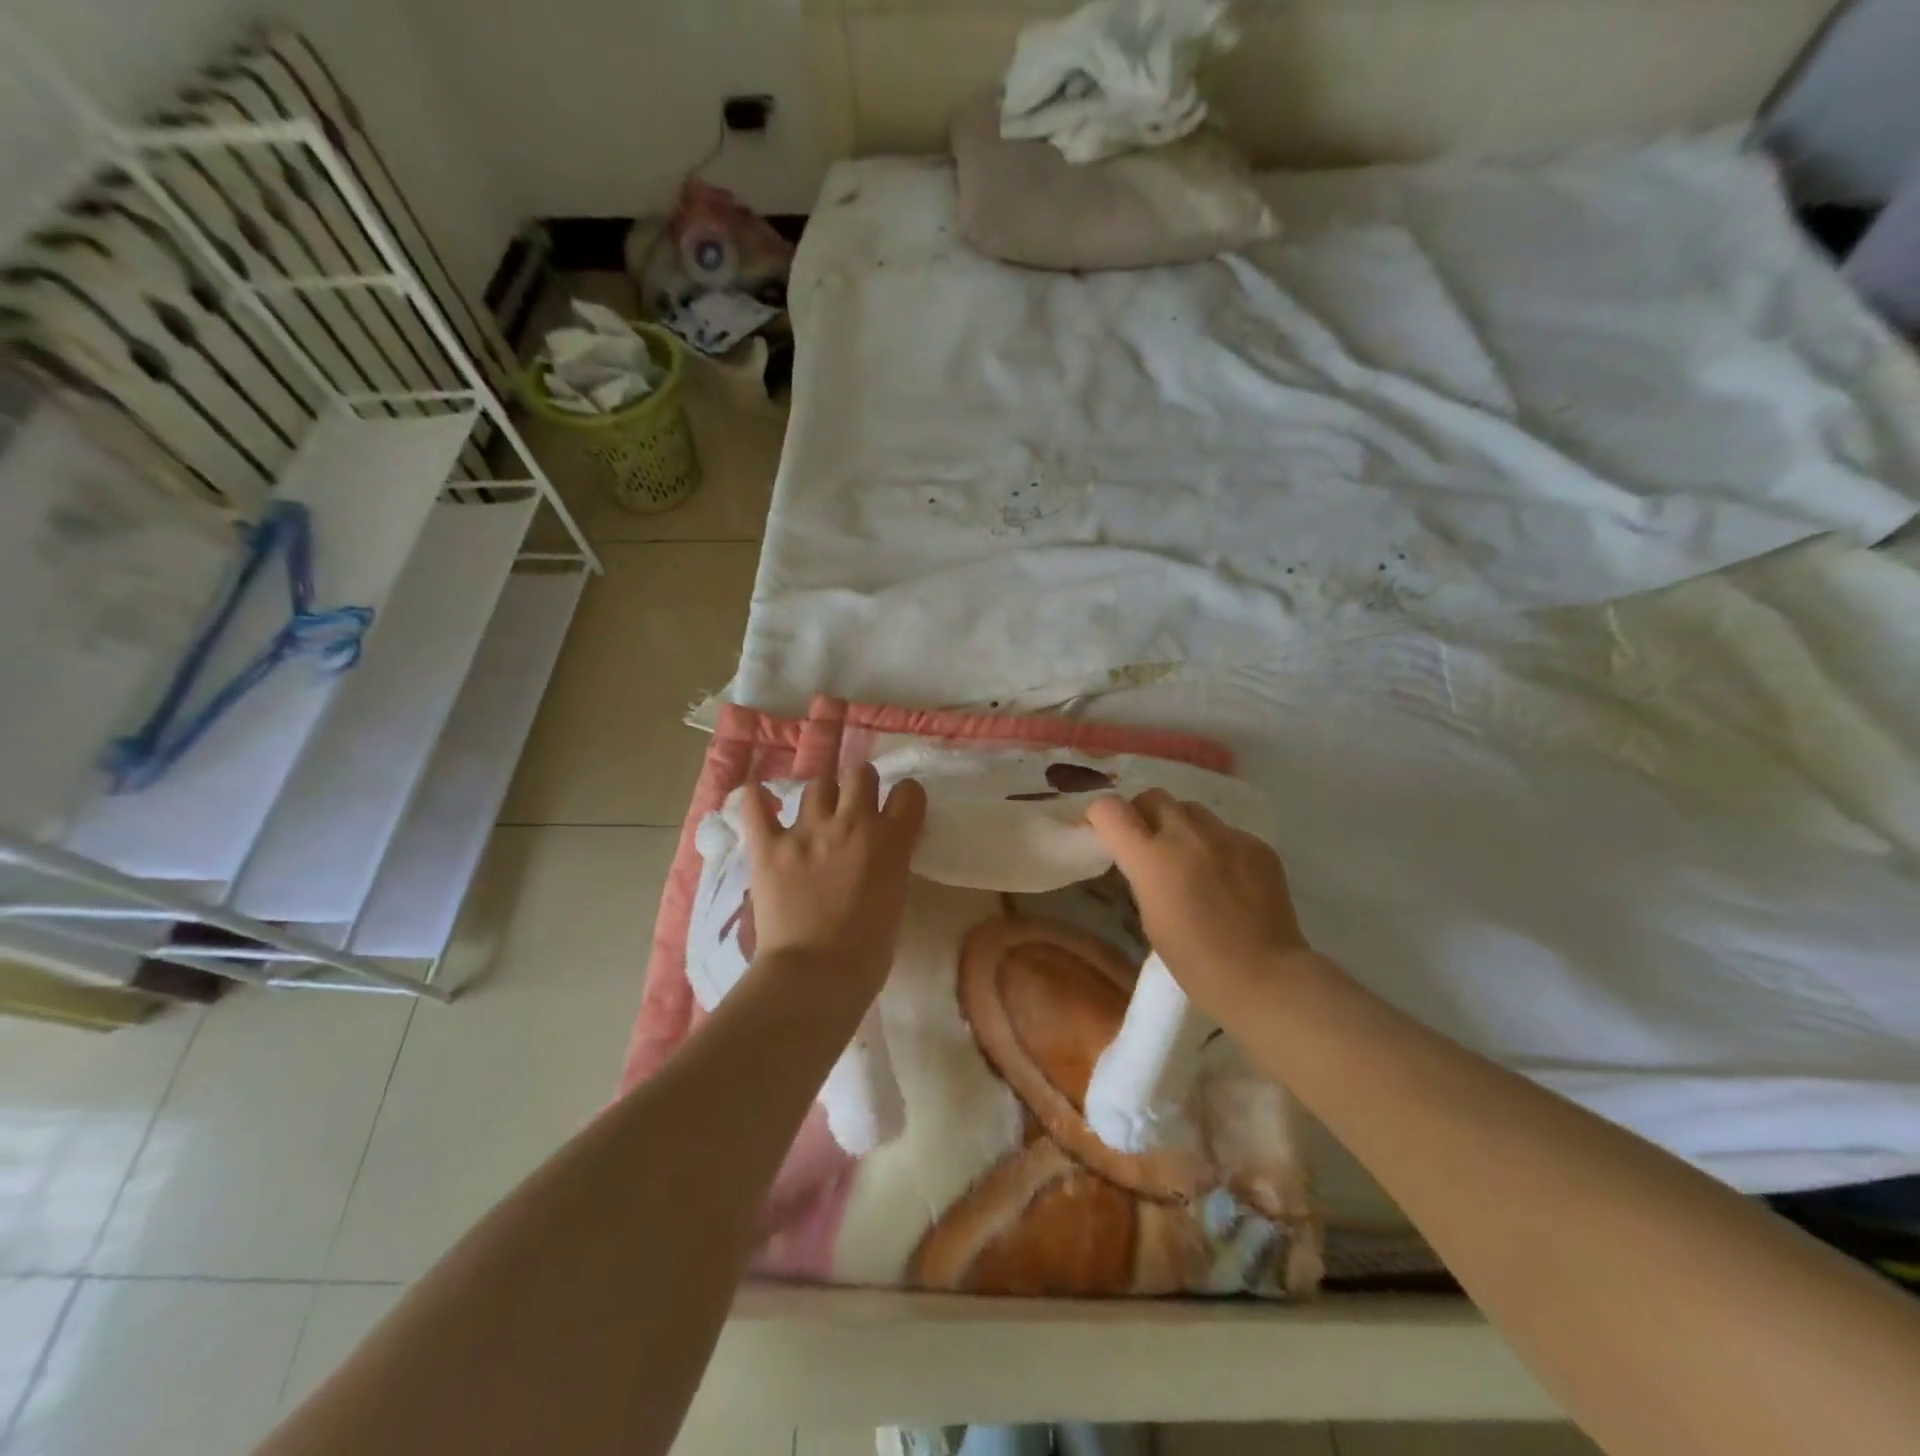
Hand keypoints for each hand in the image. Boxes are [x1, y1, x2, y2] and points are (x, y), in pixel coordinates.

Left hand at [740, 763, 927, 1002]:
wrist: (815, 975)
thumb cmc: (868, 952)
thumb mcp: (896, 899)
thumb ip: (892, 864)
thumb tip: (881, 852)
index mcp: (889, 840)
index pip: (908, 792)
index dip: (905, 798)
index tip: (898, 811)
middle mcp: (851, 823)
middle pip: (861, 774)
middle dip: (861, 787)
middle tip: (855, 811)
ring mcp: (806, 831)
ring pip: (818, 785)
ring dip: (822, 797)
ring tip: (816, 817)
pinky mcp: (769, 846)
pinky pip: (755, 806)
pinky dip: (756, 800)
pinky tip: (758, 799)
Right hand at [1085, 790, 1311, 1019]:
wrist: (1263, 977)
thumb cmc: (1194, 961)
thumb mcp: (1149, 916)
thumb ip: (1141, 874)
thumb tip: (1141, 857)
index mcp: (1152, 858)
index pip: (1110, 808)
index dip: (1101, 817)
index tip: (1104, 833)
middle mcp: (1187, 835)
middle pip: (1154, 796)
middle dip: (1144, 814)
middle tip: (1148, 843)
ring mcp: (1227, 836)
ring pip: (1192, 810)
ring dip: (1182, 826)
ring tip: (1191, 858)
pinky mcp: (1257, 845)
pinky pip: (1226, 832)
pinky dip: (1218, 846)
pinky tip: (1227, 879)